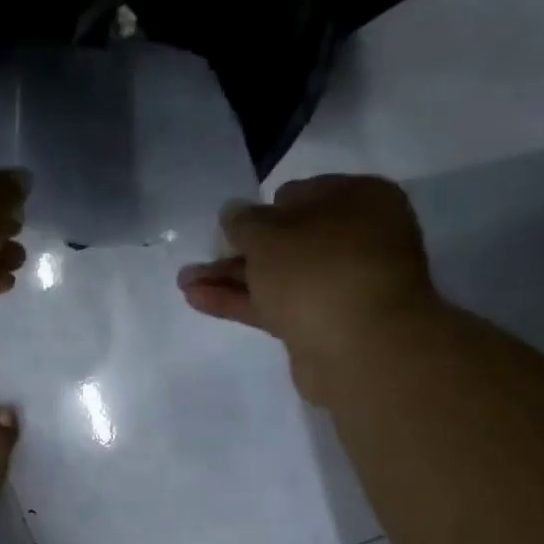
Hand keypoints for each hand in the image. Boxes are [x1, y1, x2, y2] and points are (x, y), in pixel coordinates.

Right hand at [177, 175, 437, 399]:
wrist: (360, 348)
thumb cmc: (319, 270)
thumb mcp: (270, 235)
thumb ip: (244, 222)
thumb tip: (233, 211)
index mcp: (357, 199)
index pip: (301, 194)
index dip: (263, 209)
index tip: (231, 226)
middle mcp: (353, 238)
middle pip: (285, 240)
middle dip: (239, 249)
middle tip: (200, 255)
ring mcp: (336, 285)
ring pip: (275, 276)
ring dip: (230, 277)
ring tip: (183, 282)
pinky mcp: (319, 324)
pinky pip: (273, 305)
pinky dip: (239, 301)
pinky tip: (198, 299)